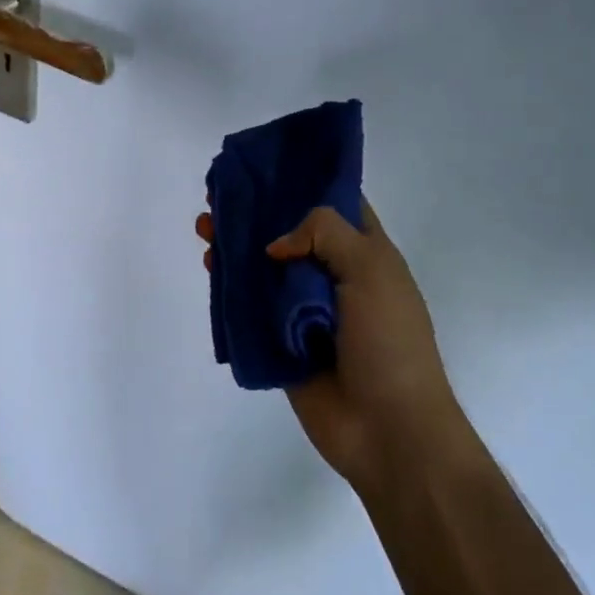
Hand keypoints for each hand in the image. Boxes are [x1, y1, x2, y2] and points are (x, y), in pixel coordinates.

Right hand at [198, 200, 461, 495]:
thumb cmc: (389, 342)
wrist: (387, 428)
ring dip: (235, 244)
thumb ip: (325, 234)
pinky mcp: (278, 340)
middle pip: (289, 232)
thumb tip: (276, 245)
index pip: (336, 205)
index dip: (304, 182)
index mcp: (365, 255)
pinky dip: (228, 284)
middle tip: (220, 194)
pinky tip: (210, 264)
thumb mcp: (370, 270)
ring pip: (263, 267)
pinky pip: (249, 305)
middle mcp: (333, 276)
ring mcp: (303, 310)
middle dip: (257, 211)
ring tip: (205, 226)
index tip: (267, 166)